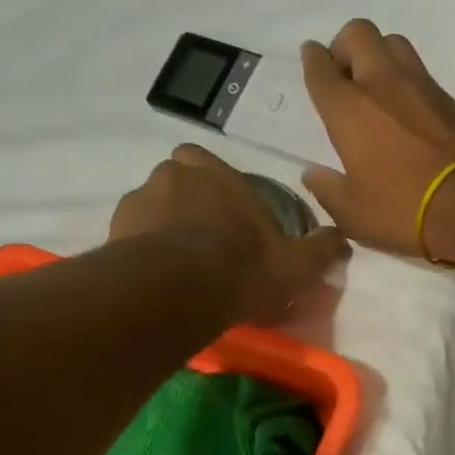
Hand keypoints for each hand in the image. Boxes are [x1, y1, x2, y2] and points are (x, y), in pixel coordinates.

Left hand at [110, 143, 347, 322]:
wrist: (176, 291)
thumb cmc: (241, 267)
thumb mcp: (294, 265)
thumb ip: (319, 250)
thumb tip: (342, 238)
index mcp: (215, 172)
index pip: (209, 163)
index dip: (218, 187)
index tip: (228, 217)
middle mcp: (172, 175)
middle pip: (178, 182)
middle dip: (187, 205)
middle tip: (202, 242)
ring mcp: (137, 201)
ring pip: (152, 209)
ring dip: (162, 229)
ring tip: (177, 268)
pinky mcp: (113, 231)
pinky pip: (131, 236)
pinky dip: (142, 251)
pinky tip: (157, 279)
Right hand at [300, 19, 454, 257]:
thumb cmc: (401, 209)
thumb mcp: (352, 214)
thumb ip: (327, 190)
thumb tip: (312, 173)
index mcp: (347, 109)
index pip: (321, 67)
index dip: (312, 61)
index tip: (312, 63)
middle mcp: (380, 83)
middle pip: (357, 33)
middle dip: (344, 47)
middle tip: (343, 78)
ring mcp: (418, 85)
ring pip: (391, 42)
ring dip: (377, 55)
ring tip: (374, 89)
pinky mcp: (447, 97)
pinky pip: (417, 69)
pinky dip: (404, 77)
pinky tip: (403, 106)